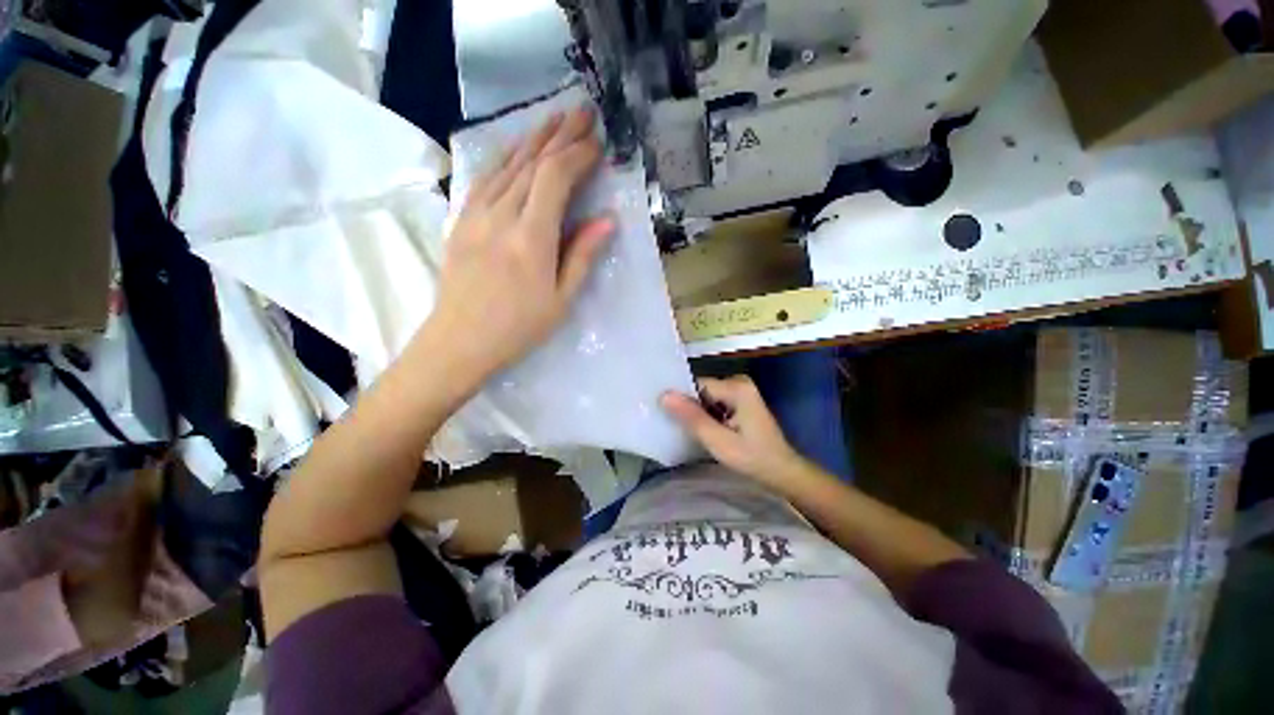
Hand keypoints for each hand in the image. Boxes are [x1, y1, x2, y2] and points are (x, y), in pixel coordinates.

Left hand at [427, 107, 613, 379]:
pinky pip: (485, 178)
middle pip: (531, 163)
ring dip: (532, 139)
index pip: (555, 179)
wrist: (459, 342)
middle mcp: (501, 217)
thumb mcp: (561, 299)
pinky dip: (504, 157)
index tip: (597, 143)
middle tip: (581, 111)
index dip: (577, 156)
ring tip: (553, 118)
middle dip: (559, 134)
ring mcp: (475, 215)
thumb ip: (582, 255)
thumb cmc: (518, 328)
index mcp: (531, 239)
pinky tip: (515, 149)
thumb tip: (606, 220)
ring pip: (506, 164)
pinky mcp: (461, 220)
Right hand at [661, 376, 803, 484]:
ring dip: (696, 412)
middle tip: (673, 425)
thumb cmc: (753, 459)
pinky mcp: (740, 401)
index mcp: (736, 387)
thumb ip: (692, 418)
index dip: (680, 399)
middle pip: (701, 389)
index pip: (696, 384)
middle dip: (688, 406)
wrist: (783, 473)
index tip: (663, 413)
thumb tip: (664, 395)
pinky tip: (700, 429)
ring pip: (706, 397)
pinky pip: (714, 402)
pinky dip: (706, 415)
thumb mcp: (719, 441)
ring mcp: (741, 391)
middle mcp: (739, 382)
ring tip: (683, 429)